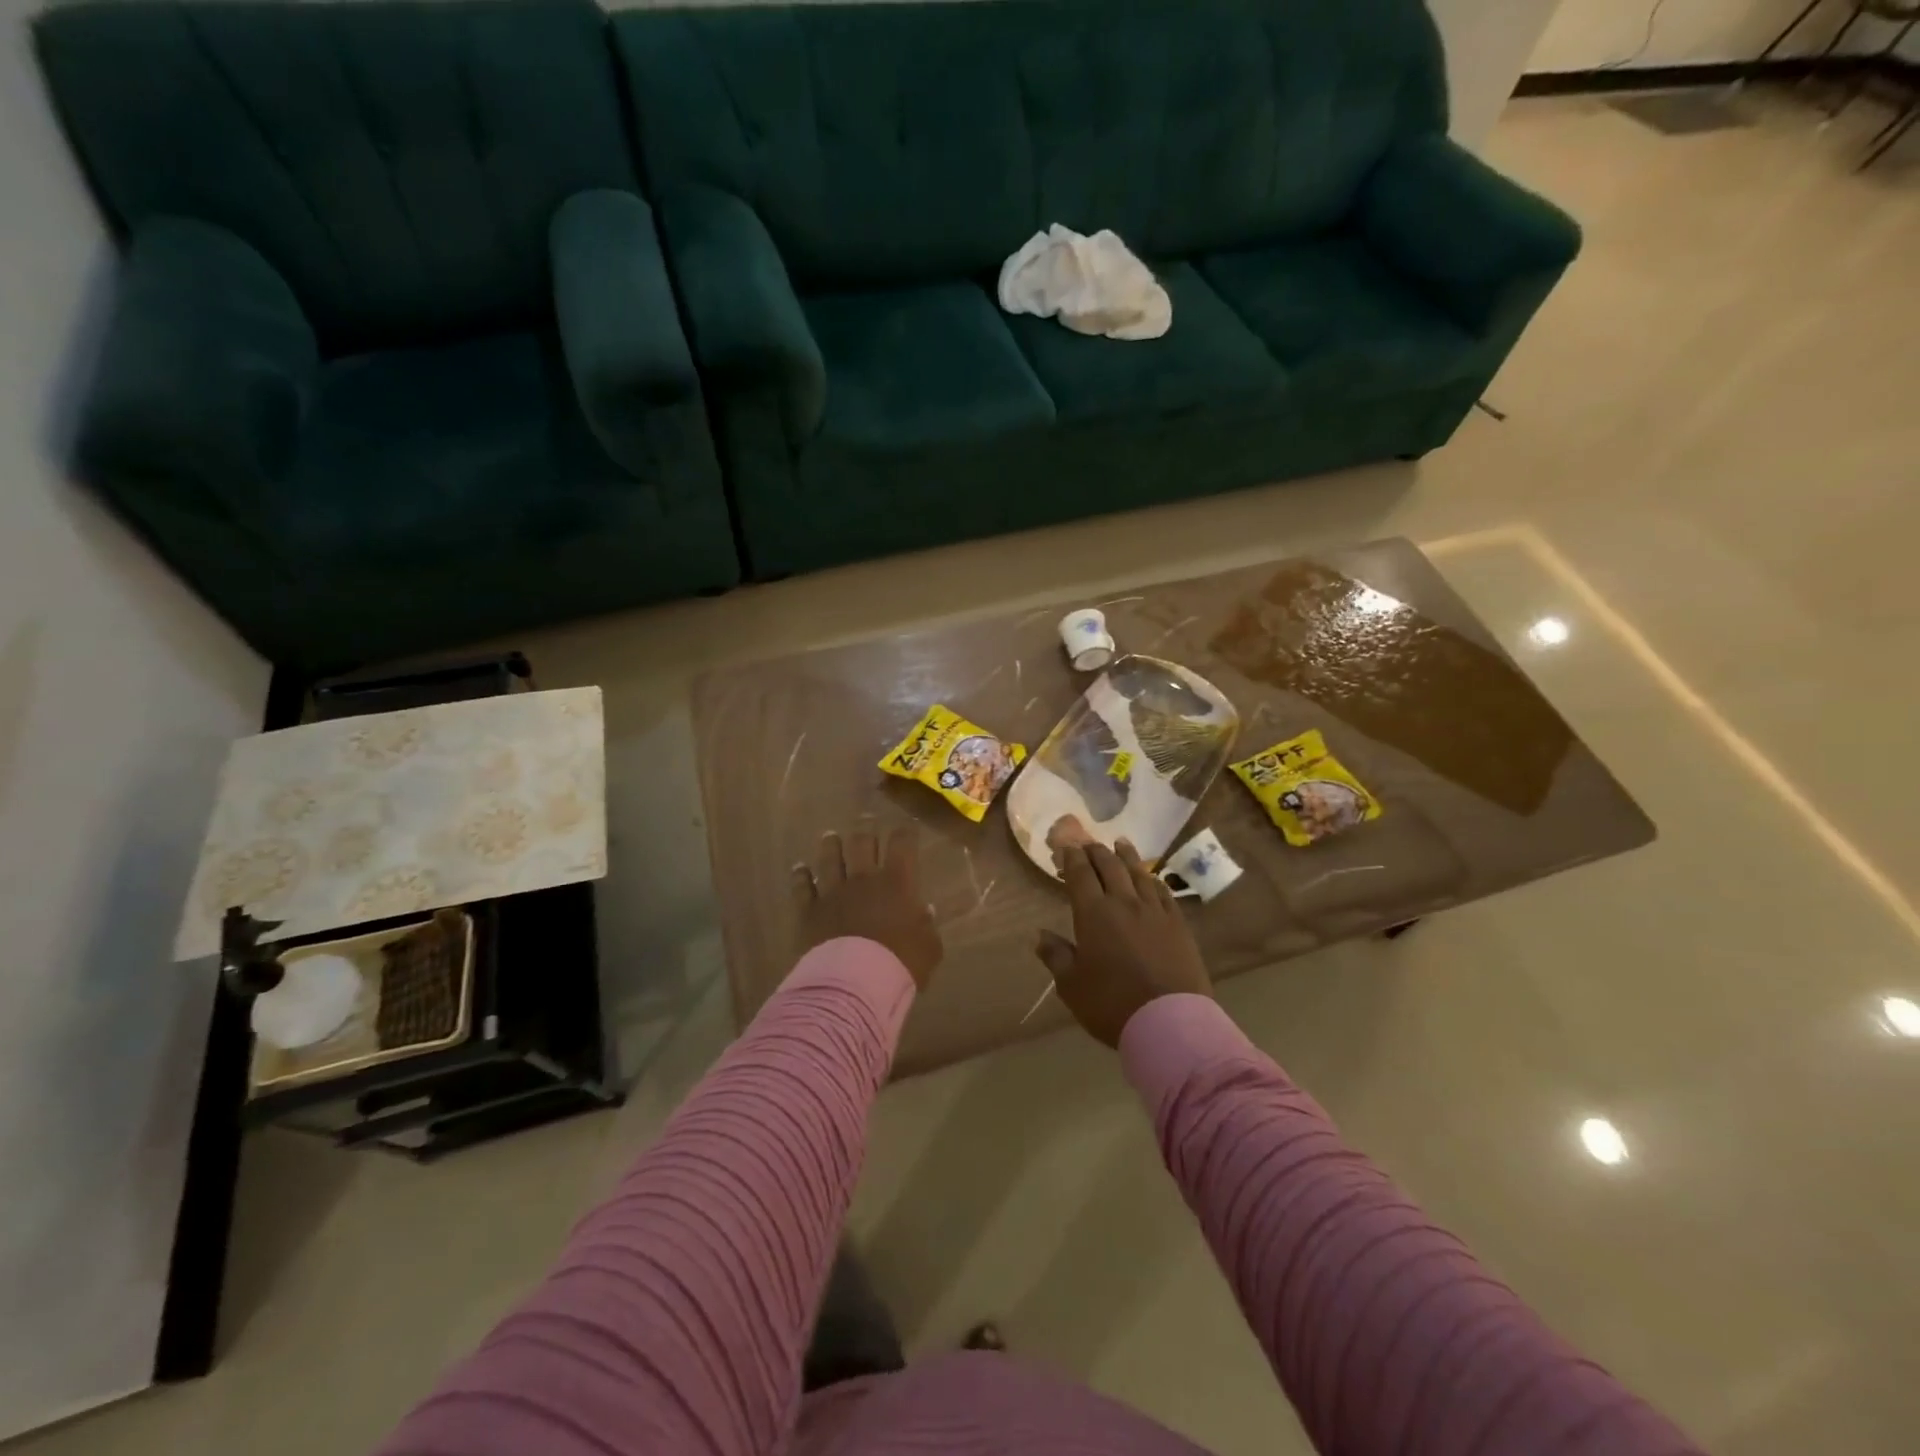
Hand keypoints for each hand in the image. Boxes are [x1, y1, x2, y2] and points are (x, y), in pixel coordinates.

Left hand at [793, 822, 942, 989]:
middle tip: (865, 819)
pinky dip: (800, 876)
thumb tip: (924, 911)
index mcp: (897, 882)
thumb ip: (927, 927)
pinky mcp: (809, 910)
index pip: (902, 844)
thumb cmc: (900, 963)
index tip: (906, 826)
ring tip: (831, 836)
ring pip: (829, 858)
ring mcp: (833, 892)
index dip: (904, 832)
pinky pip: (802, 887)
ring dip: (831, 845)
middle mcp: (863, 879)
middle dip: (865, 828)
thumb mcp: (929, 948)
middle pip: (862, 842)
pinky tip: (799, 868)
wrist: (855, 983)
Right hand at [1037, 840, 1211, 1046]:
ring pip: (1139, 873)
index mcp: (1094, 914)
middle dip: (1096, 852)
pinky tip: (1151, 877)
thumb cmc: (1111, 1004)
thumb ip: (1056, 956)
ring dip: (1127, 856)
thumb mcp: (1072, 985)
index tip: (1066, 847)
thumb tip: (1039, 934)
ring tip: (1120, 843)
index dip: (1072, 858)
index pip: (1080, 875)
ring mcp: (1155, 911)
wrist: (1169, 1021)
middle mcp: (1124, 903)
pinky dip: (1153, 879)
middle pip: (1110, 867)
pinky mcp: (1178, 924)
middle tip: (1089, 843)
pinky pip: (1164, 892)